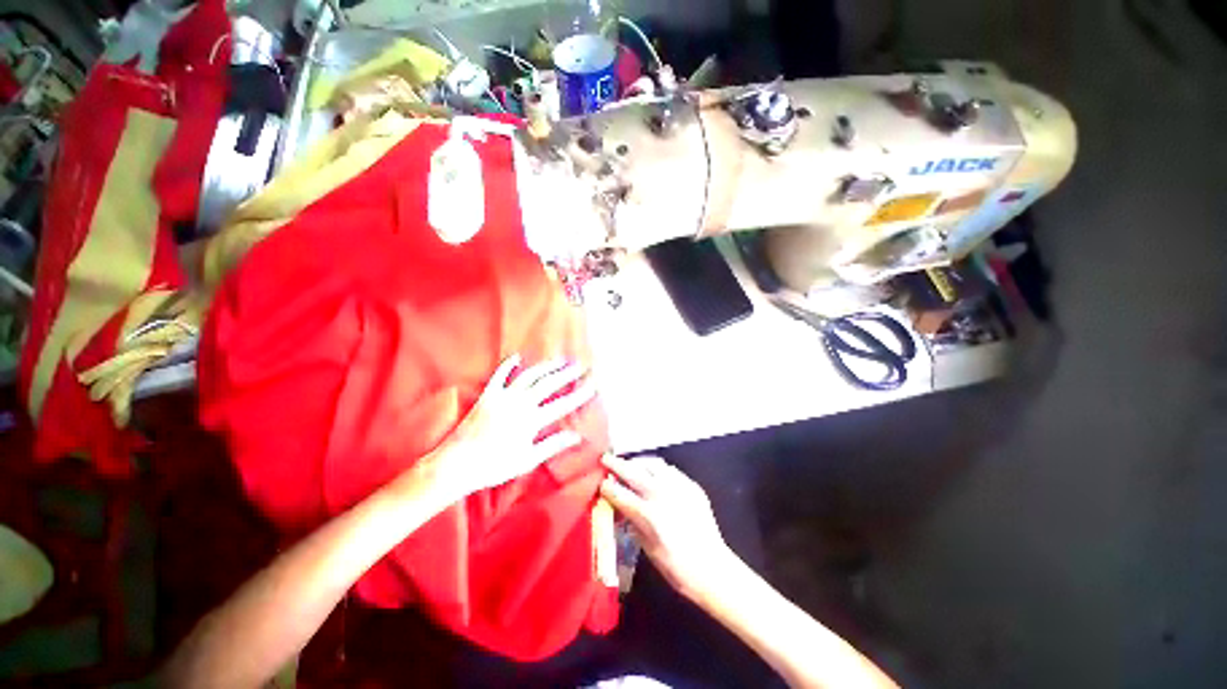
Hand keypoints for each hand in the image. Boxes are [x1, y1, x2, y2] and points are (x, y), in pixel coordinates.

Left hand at [425, 354, 596, 499]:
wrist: (457, 464)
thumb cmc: (494, 466)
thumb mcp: (528, 460)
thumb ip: (553, 445)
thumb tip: (576, 436)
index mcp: (531, 420)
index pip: (562, 404)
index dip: (579, 395)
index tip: (592, 386)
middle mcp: (520, 404)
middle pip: (548, 384)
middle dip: (566, 374)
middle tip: (580, 366)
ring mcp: (503, 397)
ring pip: (529, 376)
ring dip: (545, 367)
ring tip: (559, 360)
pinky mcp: (487, 395)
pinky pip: (499, 376)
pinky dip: (508, 365)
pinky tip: (517, 357)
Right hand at [600, 455, 734, 602]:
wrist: (712, 568)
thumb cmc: (676, 567)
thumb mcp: (647, 547)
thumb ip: (633, 521)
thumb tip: (620, 506)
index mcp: (648, 514)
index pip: (620, 493)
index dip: (607, 487)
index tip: (600, 482)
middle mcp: (662, 494)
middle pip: (633, 471)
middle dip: (616, 464)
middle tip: (606, 458)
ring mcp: (679, 486)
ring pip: (653, 464)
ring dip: (638, 463)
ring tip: (631, 465)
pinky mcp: (691, 485)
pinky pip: (670, 470)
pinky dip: (658, 469)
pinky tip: (654, 475)